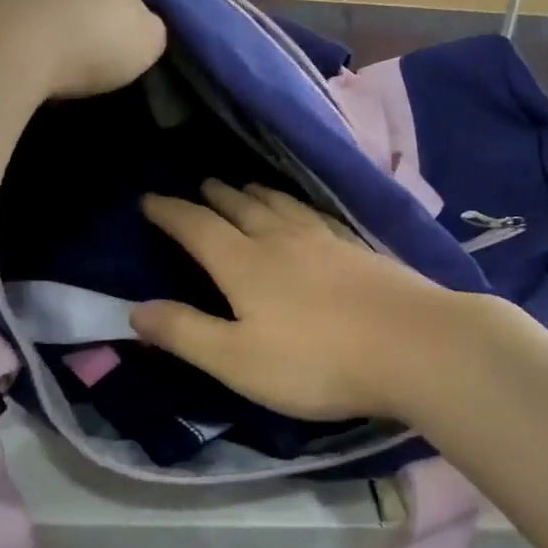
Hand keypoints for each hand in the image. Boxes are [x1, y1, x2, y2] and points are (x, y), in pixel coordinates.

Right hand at [131, 182, 473, 421]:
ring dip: (255, 193)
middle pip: (241, 206)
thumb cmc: (318, 361)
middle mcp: (282, 239)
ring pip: (281, 204)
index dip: (170, 212)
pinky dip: (297, 205)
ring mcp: (325, 239)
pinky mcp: (359, 247)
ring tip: (244, 186)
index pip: (197, 226)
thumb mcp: (238, 360)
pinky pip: (315, 213)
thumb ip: (186, 333)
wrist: (412, 345)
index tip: (149, 199)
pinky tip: (305, 212)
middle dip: (214, 195)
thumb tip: (135, 309)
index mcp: (245, 263)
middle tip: (200, 186)